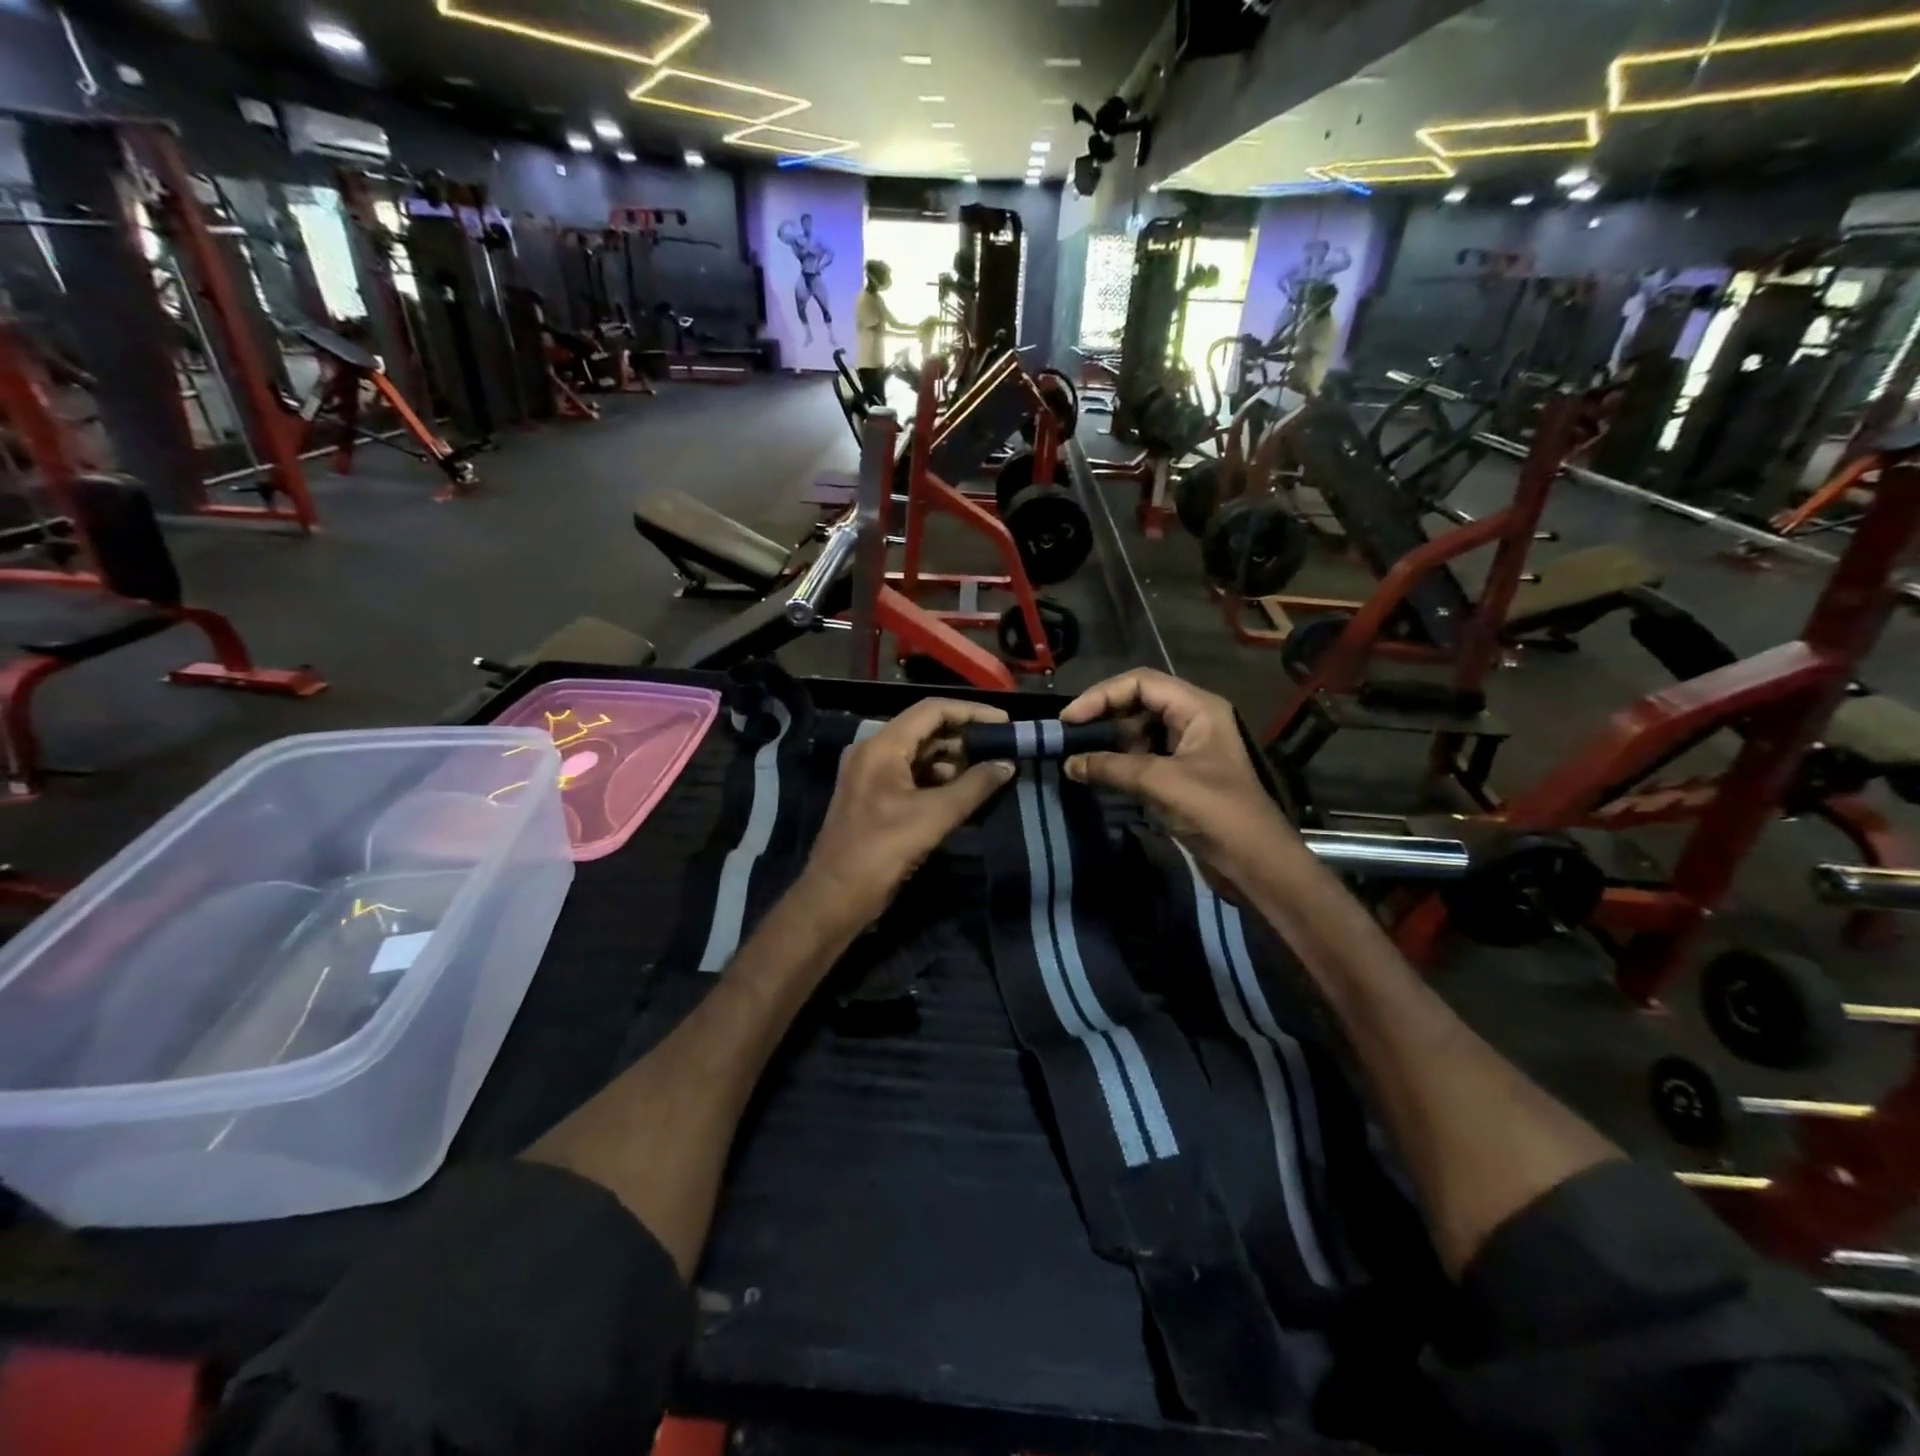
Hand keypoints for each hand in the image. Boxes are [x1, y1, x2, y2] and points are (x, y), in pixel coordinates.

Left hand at [802, 698, 1015, 928]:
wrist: (835, 899)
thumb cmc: (881, 851)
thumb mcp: (933, 817)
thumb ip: (974, 787)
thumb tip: (1007, 764)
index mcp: (881, 746)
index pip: (931, 711)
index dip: (970, 712)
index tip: (1004, 723)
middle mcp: (873, 753)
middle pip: (925, 730)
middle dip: (964, 739)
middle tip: (1002, 750)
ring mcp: (871, 776)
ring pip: (919, 755)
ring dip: (953, 762)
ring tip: (989, 773)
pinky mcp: (874, 799)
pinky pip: (911, 777)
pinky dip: (938, 781)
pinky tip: (965, 794)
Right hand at [1060, 669, 1302, 893]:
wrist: (1254, 862)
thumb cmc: (1215, 812)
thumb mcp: (1160, 783)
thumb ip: (1112, 768)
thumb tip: (1069, 764)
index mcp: (1197, 708)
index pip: (1141, 682)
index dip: (1101, 695)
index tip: (1069, 719)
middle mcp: (1193, 719)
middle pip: (1138, 701)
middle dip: (1103, 715)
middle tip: (1068, 735)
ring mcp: (1187, 747)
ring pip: (1138, 729)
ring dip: (1109, 739)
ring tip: (1077, 754)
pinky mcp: (1181, 773)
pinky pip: (1143, 755)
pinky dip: (1119, 761)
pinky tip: (1097, 772)